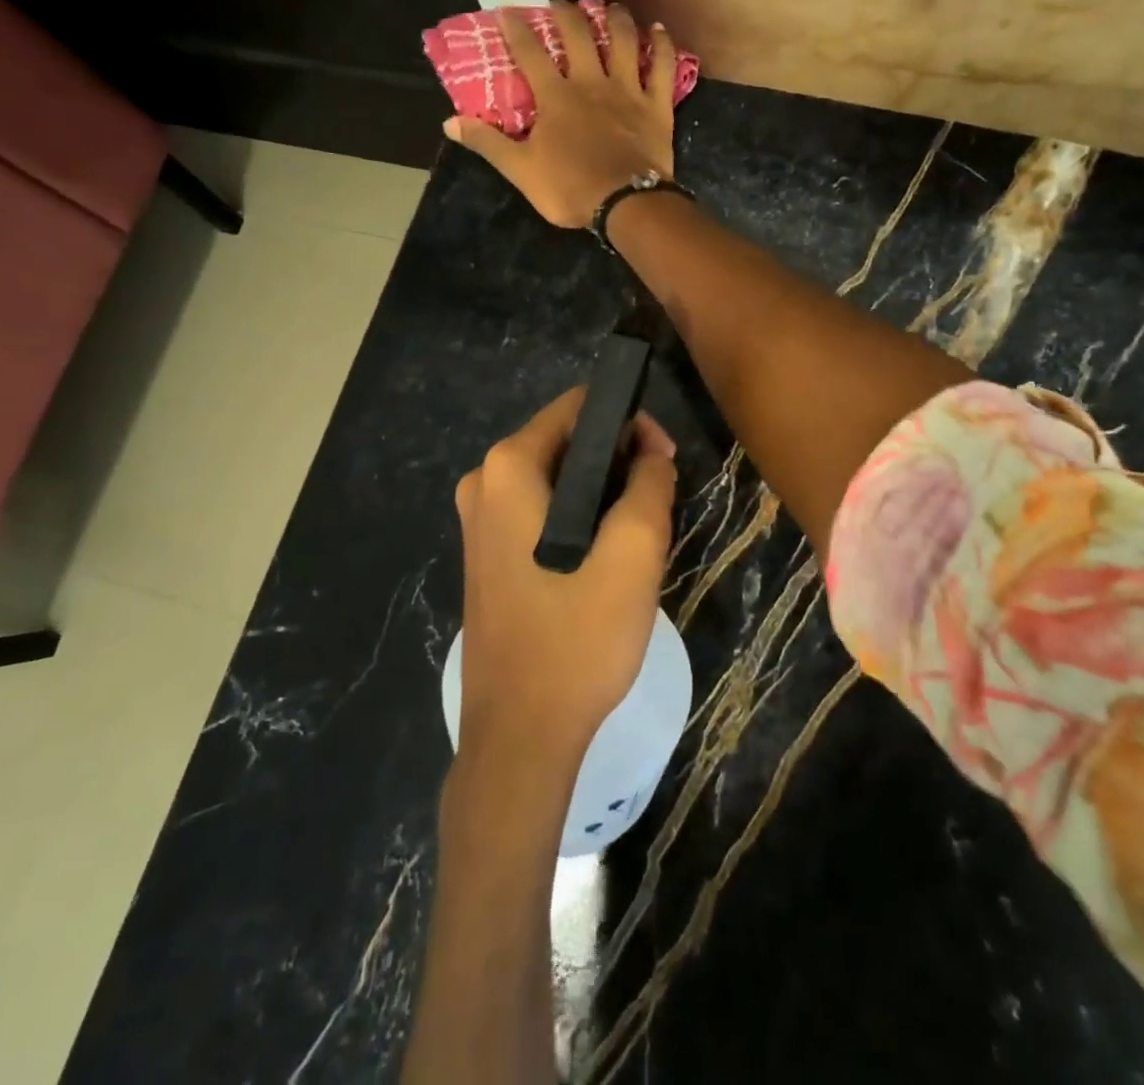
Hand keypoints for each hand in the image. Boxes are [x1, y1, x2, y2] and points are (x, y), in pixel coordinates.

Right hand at [444, 0, 676, 227]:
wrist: (626, 204)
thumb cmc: (570, 189)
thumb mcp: (521, 170)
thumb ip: (488, 143)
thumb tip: (449, 122)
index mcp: (556, 97)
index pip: (530, 53)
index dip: (516, 29)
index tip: (508, 10)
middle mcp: (591, 83)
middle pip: (578, 35)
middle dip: (567, 14)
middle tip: (561, 5)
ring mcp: (627, 91)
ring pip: (623, 40)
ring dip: (616, 19)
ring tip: (610, 8)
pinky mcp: (657, 106)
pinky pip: (663, 68)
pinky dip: (663, 46)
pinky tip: (660, 31)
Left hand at [453, 388, 677, 764]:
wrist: (520, 736)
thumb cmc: (577, 638)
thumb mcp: (633, 554)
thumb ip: (650, 486)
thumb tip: (652, 455)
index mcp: (508, 469)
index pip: (579, 407)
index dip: (630, 423)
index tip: (664, 462)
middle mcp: (484, 483)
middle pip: (567, 443)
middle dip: (619, 462)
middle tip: (658, 507)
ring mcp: (479, 521)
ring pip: (558, 481)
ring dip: (603, 496)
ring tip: (639, 538)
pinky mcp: (486, 555)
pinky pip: (542, 513)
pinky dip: (579, 520)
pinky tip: (605, 562)